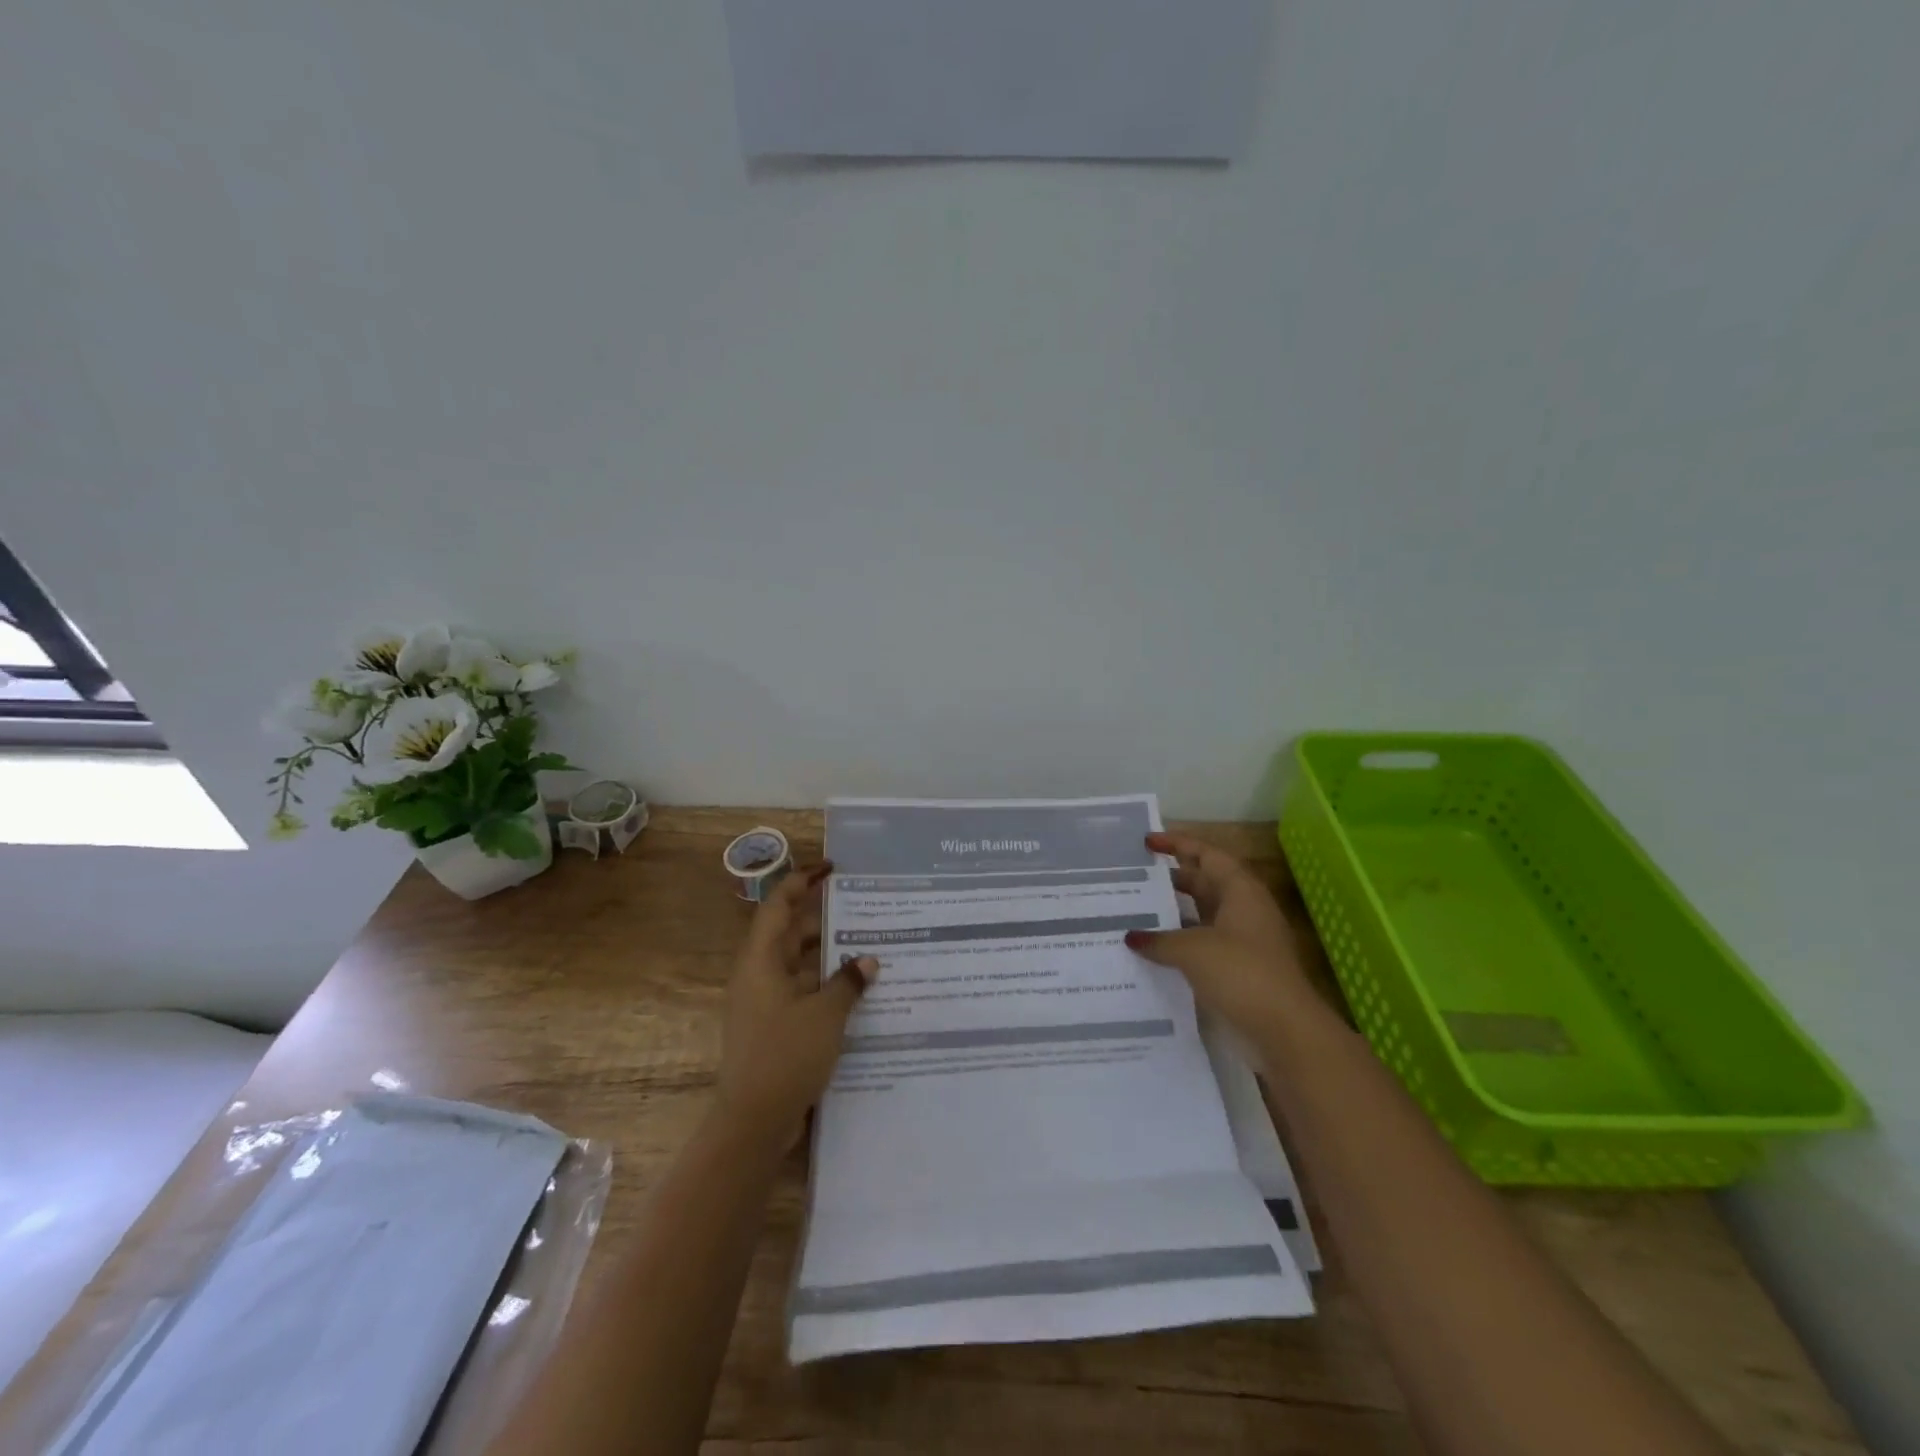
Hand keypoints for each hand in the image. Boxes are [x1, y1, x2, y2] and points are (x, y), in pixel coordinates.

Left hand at [715, 860, 875, 1146]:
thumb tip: (867, 961)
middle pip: (789, 931)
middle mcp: (758, 974)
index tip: (831, 868)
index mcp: (761, 960)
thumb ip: (847, 982)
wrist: (752, 1122)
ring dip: (826, 952)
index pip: (780, 905)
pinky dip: (824, 981)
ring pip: (797, 962)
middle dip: (822, 916)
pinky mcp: (772, 1025)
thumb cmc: (785, 1056)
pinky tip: (855, 988)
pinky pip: (800, 988)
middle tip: (861, 906)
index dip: (803, 881)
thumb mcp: (825, 1015)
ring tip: (866, 943)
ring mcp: (763, 1001)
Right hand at [1125, 832, 1311, 1038]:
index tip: (1147, 842)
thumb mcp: (1192, 950)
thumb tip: (1132, 937)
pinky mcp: (1240, 970)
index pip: (1207, 854)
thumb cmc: (1241, 973)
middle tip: (1136, 877)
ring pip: (1203, 915)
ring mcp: (1244, 941)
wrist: (1285, 1031)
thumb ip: (1158, 939)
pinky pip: (1204, 944)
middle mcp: (1244, 910)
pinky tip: (1153, 950)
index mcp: (1240, 891)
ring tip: (1136, 912)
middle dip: (1173, 878)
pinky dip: (1180, 943)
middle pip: (1206, 882)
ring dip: (1174, 913)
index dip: (1177, 844)